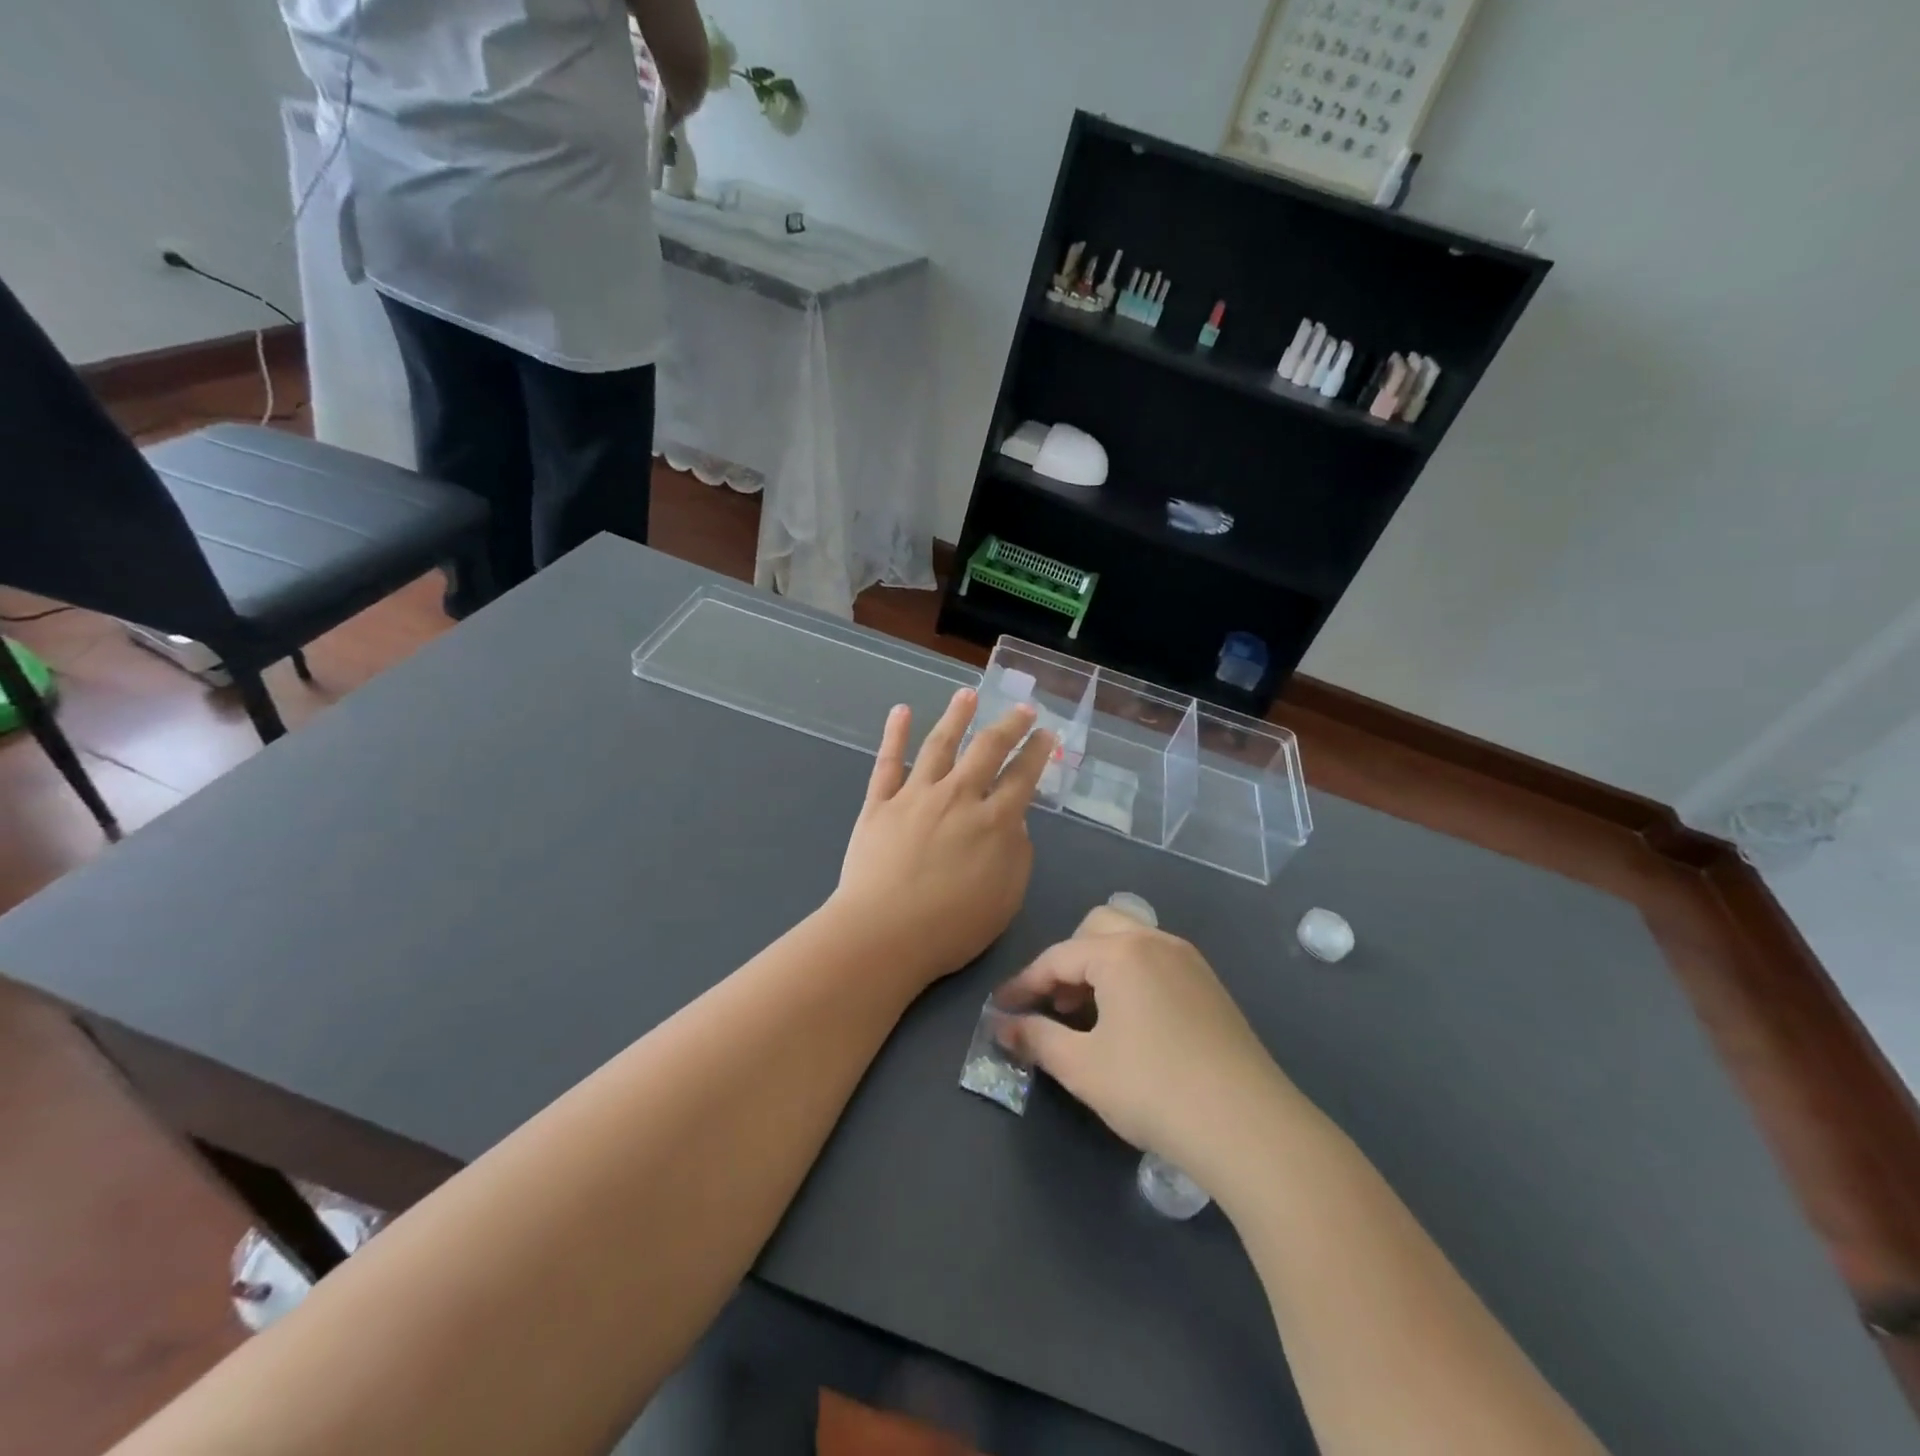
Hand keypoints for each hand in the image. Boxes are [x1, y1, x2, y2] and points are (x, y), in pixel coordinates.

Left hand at [832, 688, 1053, 989]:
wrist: (884, 933)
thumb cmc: (952, 926)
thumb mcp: (1006, 898)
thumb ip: (1017, 853)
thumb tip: (1014, 821)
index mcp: (994, 821)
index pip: (1022, 777)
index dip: (1036, 752)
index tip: (1045, 734)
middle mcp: (958, 797)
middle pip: (987, 750)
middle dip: (1008, 726)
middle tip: (1022, 708)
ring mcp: (915, 795)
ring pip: (939, 744)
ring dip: (956, 716)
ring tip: (968, 694)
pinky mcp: (879, 804)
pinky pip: (888, 762)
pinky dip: (894, 734)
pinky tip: (901, 711)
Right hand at [997, 908, 1295, 1174]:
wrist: (1250, 1127)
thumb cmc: (1153, 1089)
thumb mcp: (1083, 1067)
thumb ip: (1036, 1039)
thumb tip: (1002, 1026)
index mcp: (1122, 952)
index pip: (1057, 957)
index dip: (1024, 984)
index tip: (1000, 1009)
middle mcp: (1156, 942)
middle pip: (1097, 929)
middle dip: (1067, 961)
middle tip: (1055, 1005)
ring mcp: (1190, 962)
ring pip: (1131, 943)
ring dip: (1100, 968)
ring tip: (1089, 1017)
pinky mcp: (1212, 987)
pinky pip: (1157, 963)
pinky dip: (1131, 978)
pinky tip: (1131, 1024)